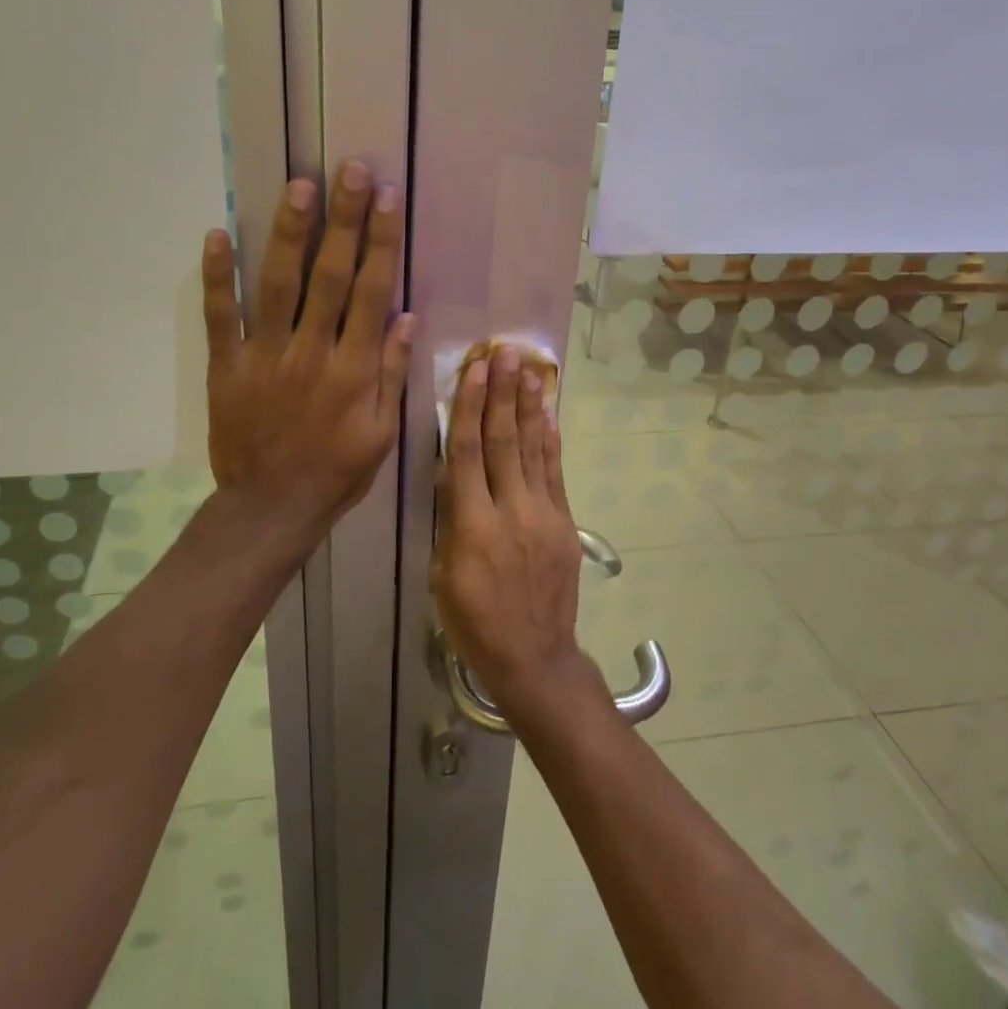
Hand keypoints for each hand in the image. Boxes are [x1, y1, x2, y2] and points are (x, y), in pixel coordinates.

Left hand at [202, 160, 413, 544]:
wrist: (272, 507)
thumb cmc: (336, 471)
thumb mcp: (381, 432)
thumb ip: (392, 373)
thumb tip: (405, 316)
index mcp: (354, 370)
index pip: (371, 292)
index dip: (380, 242)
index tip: (387, 198)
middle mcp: (311, 353)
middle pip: (329, 276)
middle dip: (343, 220)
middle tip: (351, 169)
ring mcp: (264, 357)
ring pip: (278, 286)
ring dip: (289, 234)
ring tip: (301, 186)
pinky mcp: (226, 367)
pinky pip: (220, 317)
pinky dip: (218, 277)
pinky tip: (218, 234)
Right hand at [433, 346, 593, 720]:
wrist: (534, 656)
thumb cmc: (474, 621)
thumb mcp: (442, 574)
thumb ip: (451, 520)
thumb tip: (457, 477)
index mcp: (471, 526)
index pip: (467, 453)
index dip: (469, 406)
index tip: (475, 369)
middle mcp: (510, 511)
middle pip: (503, 441)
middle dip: (502, 393)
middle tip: (505, 352)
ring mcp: (543, 515)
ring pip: (532, 450)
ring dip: (528, 407)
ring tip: (528, 369)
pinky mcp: (565, 524)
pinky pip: (556, 474)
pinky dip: (550, 442)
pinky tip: (546, 414)